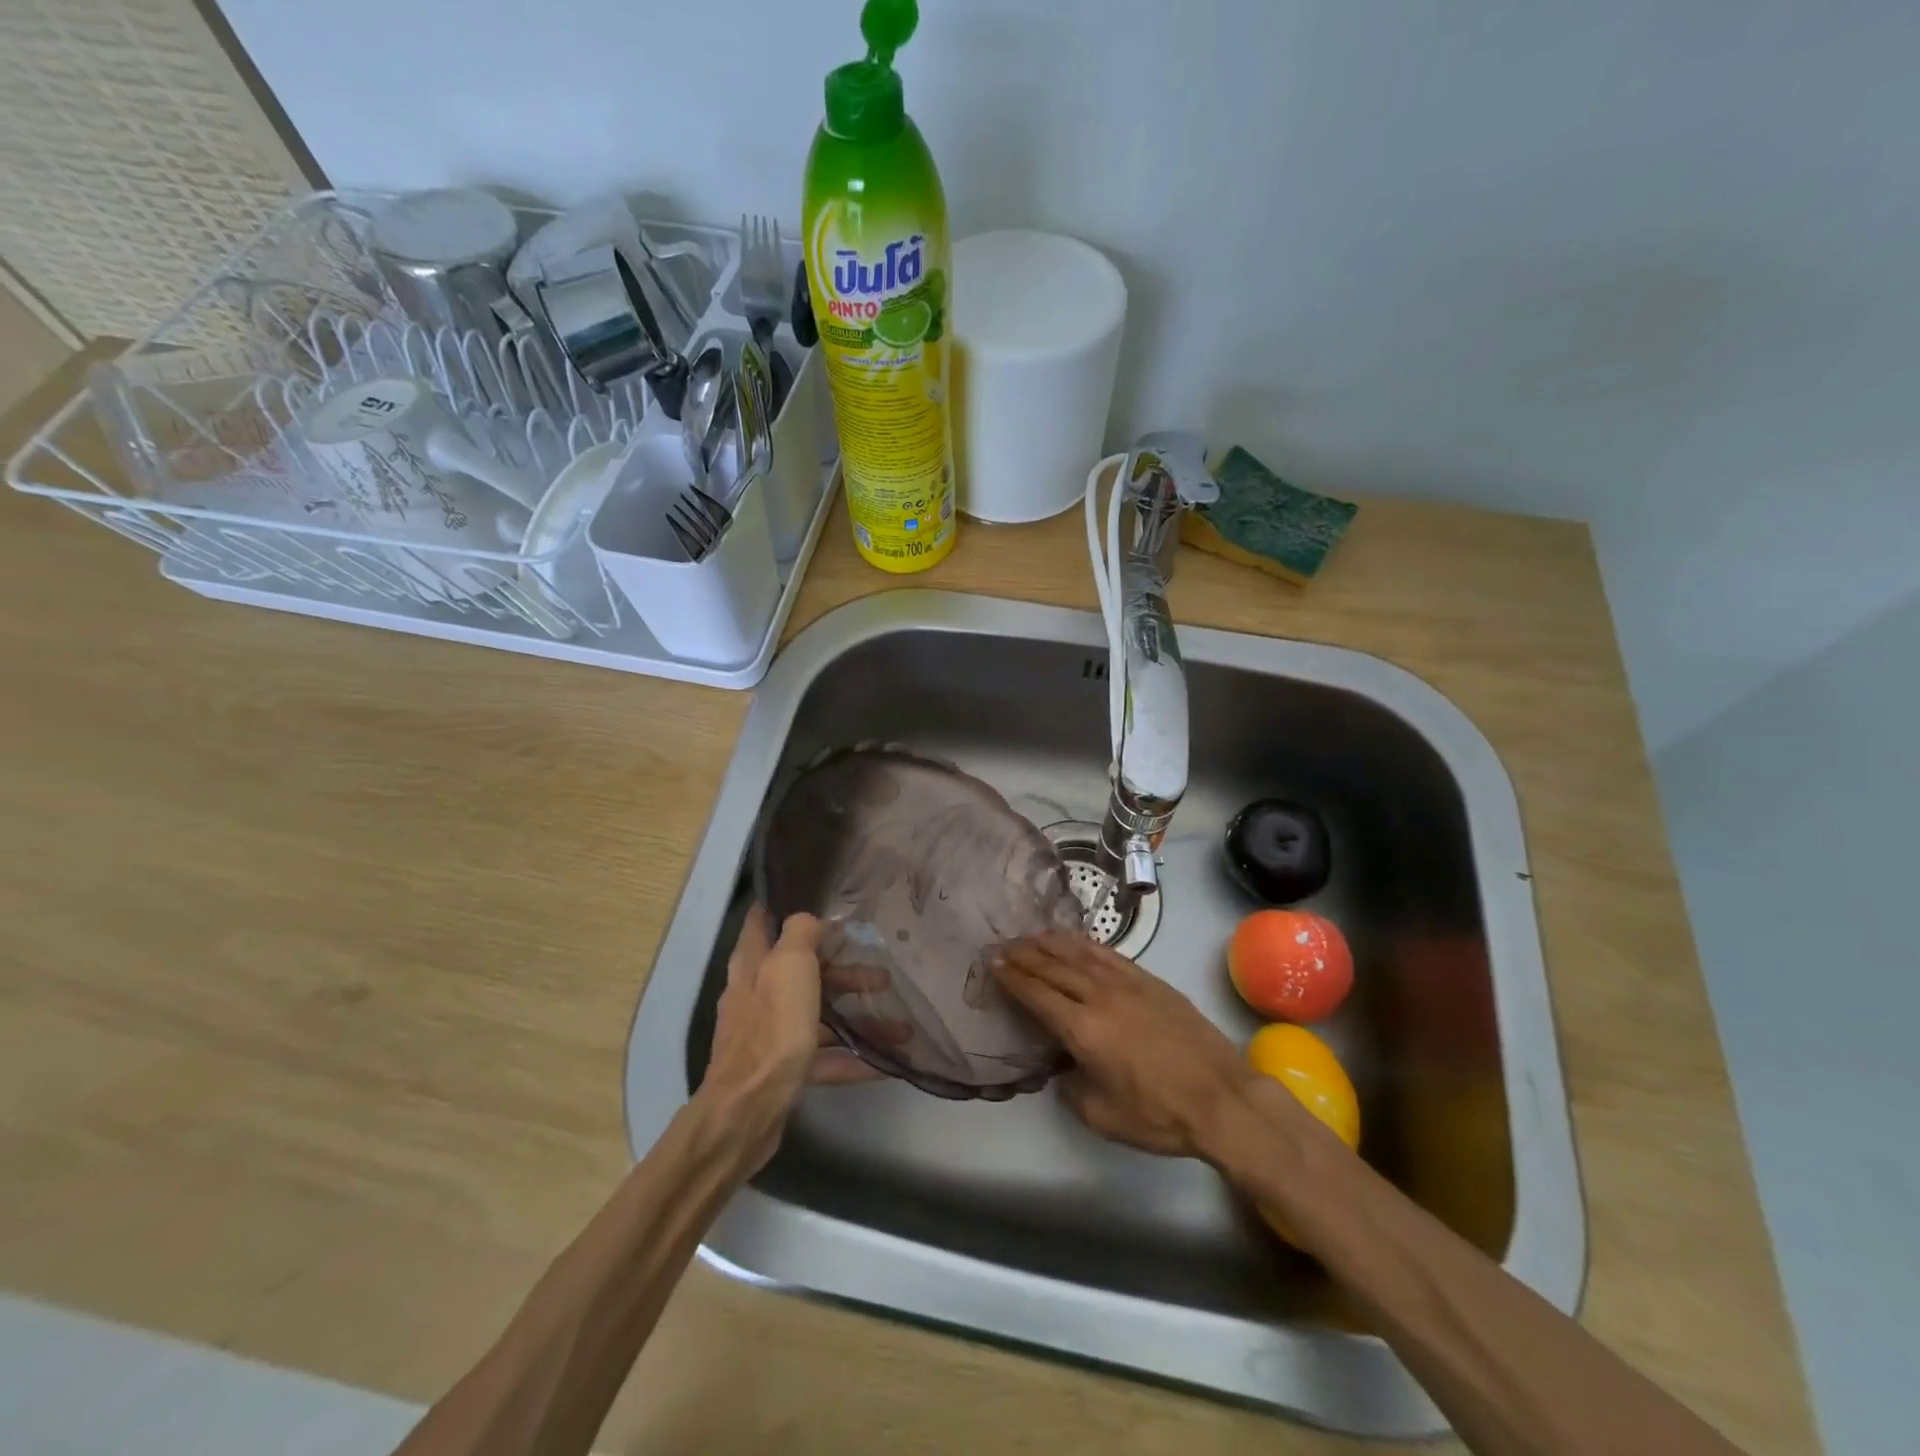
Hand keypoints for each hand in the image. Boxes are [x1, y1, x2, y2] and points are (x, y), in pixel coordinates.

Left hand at [699, 907, 885, 1171]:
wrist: (748, 1110)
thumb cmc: (772, 1027)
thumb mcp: (789, 964)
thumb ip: (802, 932)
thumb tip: (814, 918)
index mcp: (753, 964)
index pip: (762, 920)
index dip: (784, 905)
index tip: (819, 900)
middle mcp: (757, 994)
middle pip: (803, 972)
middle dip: (843, 971)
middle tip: (882, 974)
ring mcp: (769, 1034)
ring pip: (817, 1014)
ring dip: (855, 1016)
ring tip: (899, 1025)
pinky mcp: (782, 1069)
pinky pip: (823, 1056)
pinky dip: (851, 1057)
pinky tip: (884, 1064)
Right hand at [991, 932, 1257, 1158]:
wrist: (1223, 1098)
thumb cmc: (1160, 1115)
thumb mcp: (1103, 1116)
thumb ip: (1072, 1089)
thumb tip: (1063, 1069)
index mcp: (1083, 1029)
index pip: (1037, 994)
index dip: (1012, 977)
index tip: (992, 963)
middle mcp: (1100, 997)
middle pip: (1054, 967)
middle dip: (1024, 955)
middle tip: (1002, 945)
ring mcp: (1128, 984)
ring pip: (1080, 954)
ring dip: (1051, 943)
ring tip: (1031, 935)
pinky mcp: (1151, 981)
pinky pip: (1109, 954)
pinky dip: (1086, 944)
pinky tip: (1076, 941)